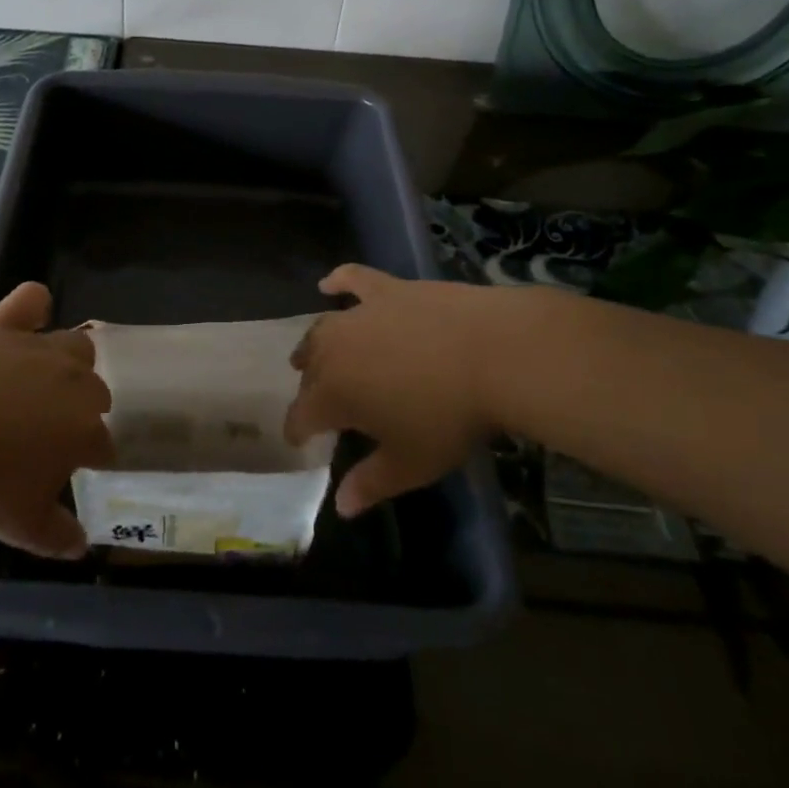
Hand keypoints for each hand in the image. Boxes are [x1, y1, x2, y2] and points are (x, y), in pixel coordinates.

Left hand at [0, 282, 111, 558]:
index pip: (104, 444)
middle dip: (82, 409)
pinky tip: (26, 320)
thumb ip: (58, 536)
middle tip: (50, 431)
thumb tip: (81, 546)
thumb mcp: (21, 525)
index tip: (77, 469)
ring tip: (44, 380)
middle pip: (96, 391)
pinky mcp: (5, 323)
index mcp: (83, 430)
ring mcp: (39, 347)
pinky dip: (32, 308)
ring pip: (77, 345)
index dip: (92, 458)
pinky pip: (31, 300)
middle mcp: (74, 382)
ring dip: (70, 363)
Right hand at [285, 265, 525, 516]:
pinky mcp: (385, 289)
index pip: (301, 415)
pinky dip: (339, 282)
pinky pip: (352, 280)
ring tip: (311, 355)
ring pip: (322, 330)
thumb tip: (341, 507)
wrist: (491, 352)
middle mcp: (333, 350)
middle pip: (310, 371)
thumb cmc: (448, 416)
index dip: (297, 431)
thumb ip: (371, 484)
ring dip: (313, 346)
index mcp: (333, 394)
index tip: (298, 441)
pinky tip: (330, 285)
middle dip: (310, 390)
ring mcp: (358, 314)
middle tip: (321, 405)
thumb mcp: (411, 463)